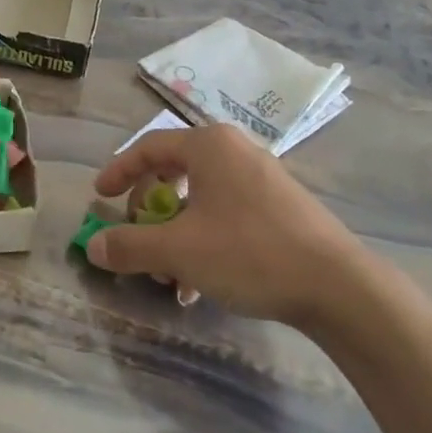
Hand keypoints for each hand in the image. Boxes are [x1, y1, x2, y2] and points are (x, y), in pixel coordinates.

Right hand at [89, 124, 379, 327]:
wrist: (339, 287)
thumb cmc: (249, 252)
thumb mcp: (179, 251)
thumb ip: (129, 245)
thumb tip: (93, 246)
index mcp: (209, 145)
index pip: (148, 147)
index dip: (118, 172)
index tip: (100, 198)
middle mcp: (234, 151)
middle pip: (173, 172)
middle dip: (150, 212)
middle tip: (138, 239)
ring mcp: (262, 178)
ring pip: (200, 200)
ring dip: (175, 235)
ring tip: (169, 277)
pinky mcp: (280, 207)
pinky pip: (226, 214)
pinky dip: (204, 242)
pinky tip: (201, 285)